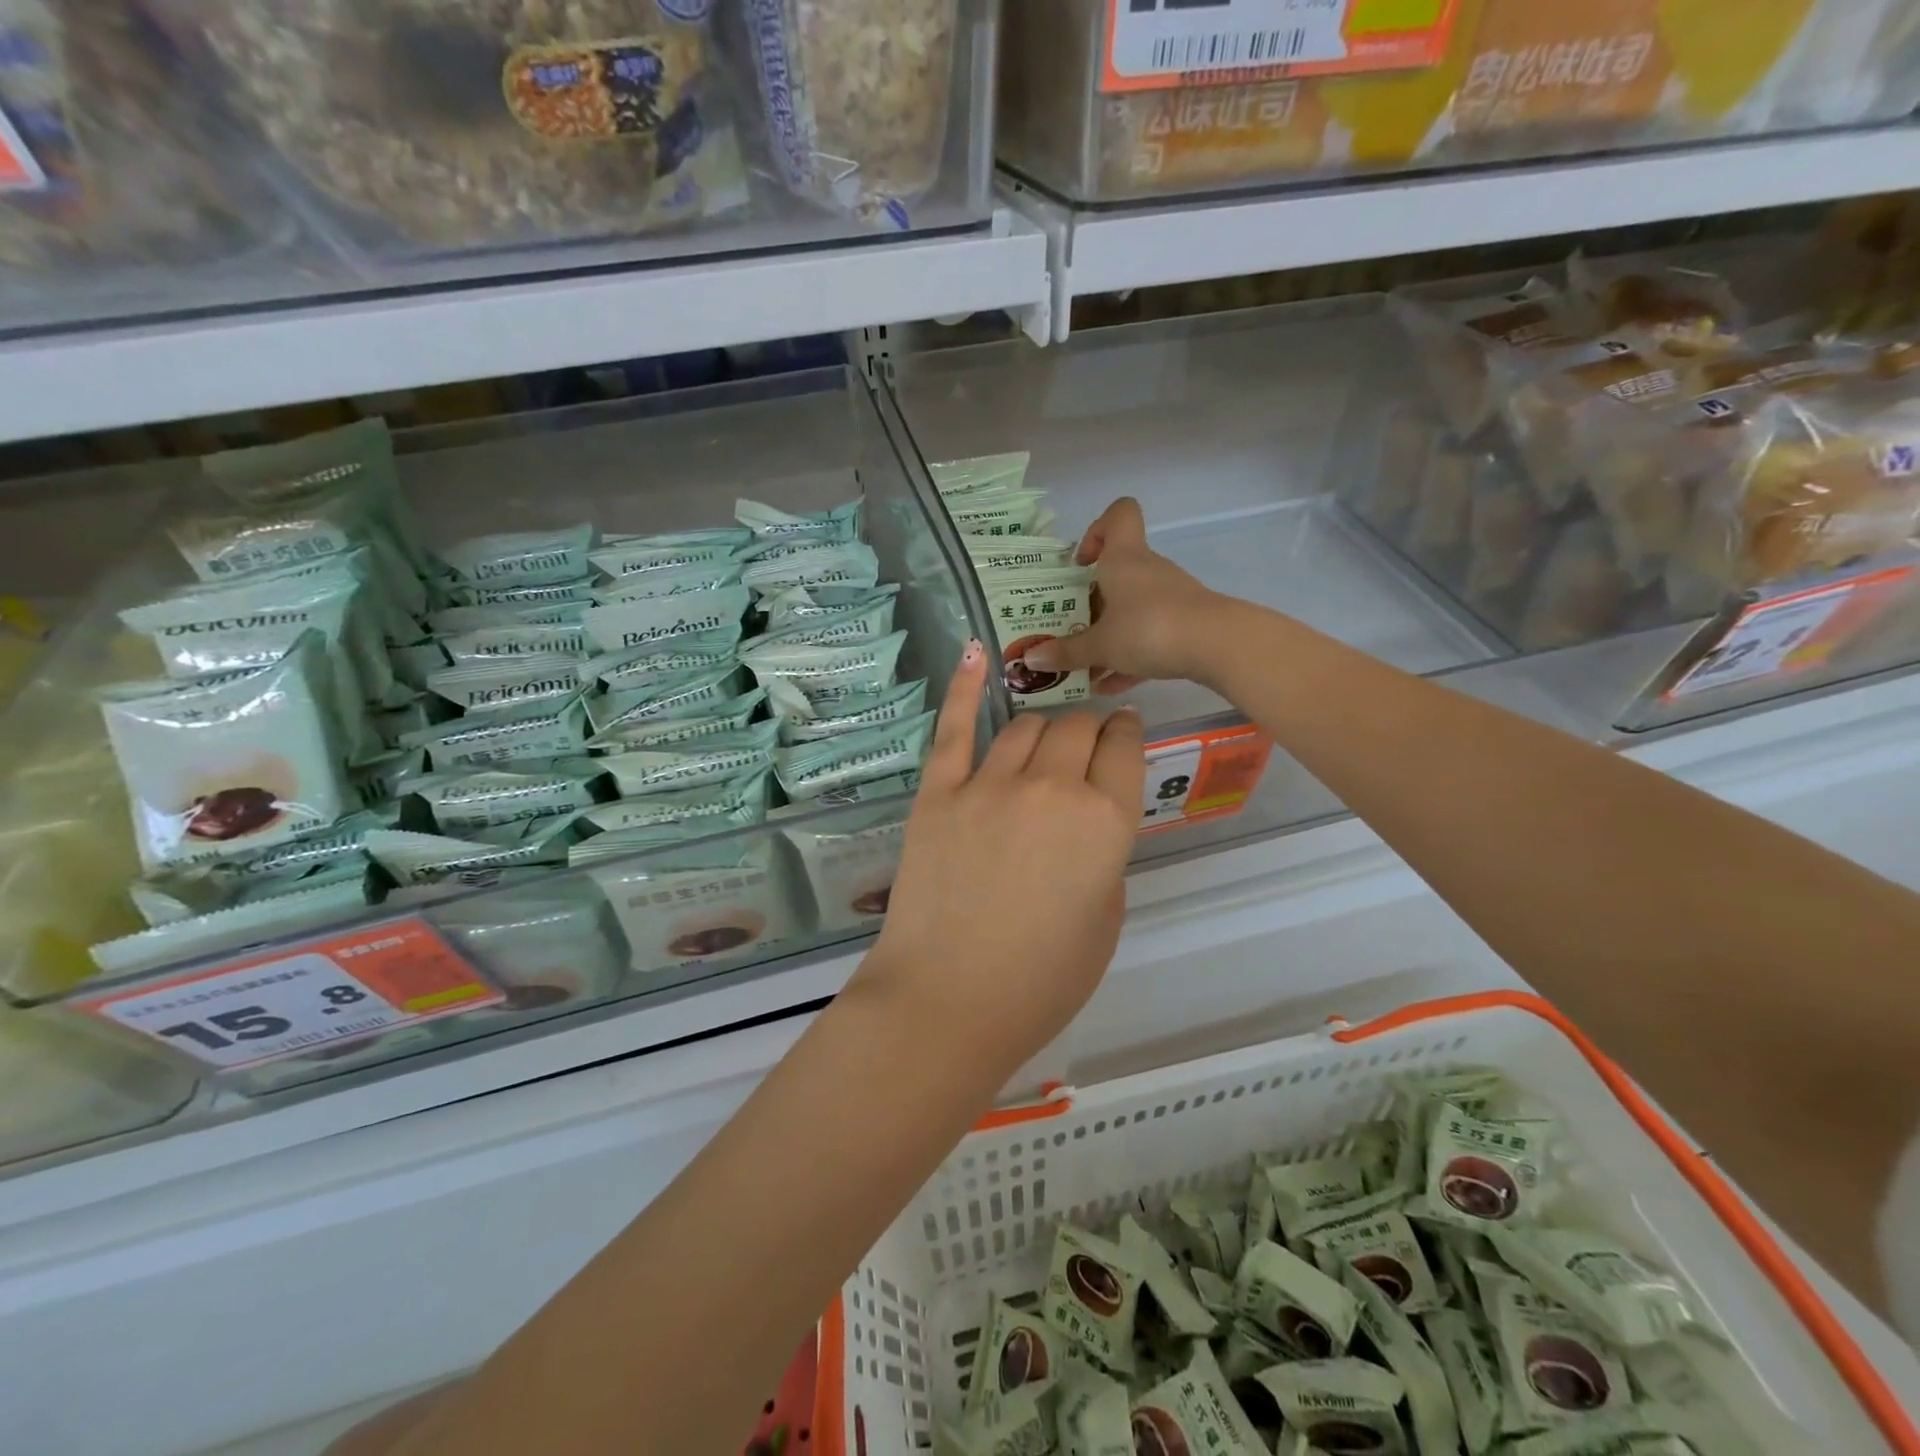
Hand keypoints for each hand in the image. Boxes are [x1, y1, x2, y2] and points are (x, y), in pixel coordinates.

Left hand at [855, 640, 1144, 1075]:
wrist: (948, 1001)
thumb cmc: (1040, 981)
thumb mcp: (1104, 920)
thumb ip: (1104, 855)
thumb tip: (1089, 823)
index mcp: (1106, 822)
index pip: (1124, 749)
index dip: (1125, 734)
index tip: (1122, 732)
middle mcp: (1052, 788)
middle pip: (1076, 728)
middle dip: (1088, 729)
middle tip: (1085, 742)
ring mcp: (989, 784)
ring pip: (1025, 726)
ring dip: (1043, 726)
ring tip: (1045, 735)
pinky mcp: (938, 792)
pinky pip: (954, 727)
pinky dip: (964, 685)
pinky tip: (974, 652)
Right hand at [1021, 497, 1232, 693]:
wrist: (1218, 646)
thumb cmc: (1148, 628)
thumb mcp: (1100, 645)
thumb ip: (1066, 652)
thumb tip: (1030, 659)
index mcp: (1124, 560)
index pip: (1119, 515)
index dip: (1097, 530)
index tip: (1080, 562)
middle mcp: (1147, 571)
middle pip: (1117, 573)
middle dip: (1091, 601)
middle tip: (1068, 628)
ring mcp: (1170, 597)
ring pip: (1131, 609)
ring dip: (1108, 634)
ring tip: (1084, 667)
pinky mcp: (1185, 624)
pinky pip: (1149, 635)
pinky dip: (1129, 656)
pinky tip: (1111, 685)